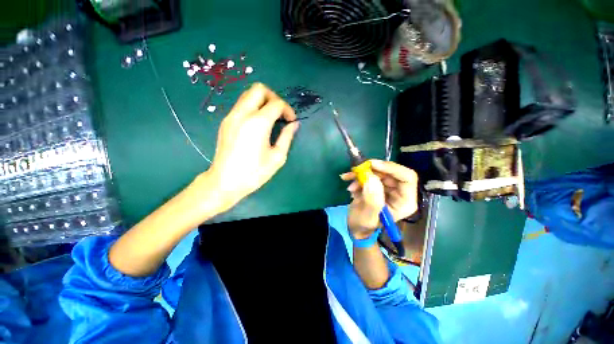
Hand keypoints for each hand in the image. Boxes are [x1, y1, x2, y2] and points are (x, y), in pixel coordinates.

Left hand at [204, 83, 298, 212]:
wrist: (225, 182)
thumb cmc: (254, 172)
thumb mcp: (277, 157)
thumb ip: (287, 137)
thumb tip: (294, 124)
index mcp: (258, 123)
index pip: (277, 103)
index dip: (288, 109)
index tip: (291, 121)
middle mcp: (242, 114)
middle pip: (259, 89)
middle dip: (274, 97)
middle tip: (280, 114)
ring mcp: (231, 116)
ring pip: (248, 95)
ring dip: (263, 102)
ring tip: (271, 118)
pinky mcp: (226, 121)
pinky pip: (242, 105)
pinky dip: (253, 108)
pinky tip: (258, 125)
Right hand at [341, 160, 417, 239]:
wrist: (356, 227)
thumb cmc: (364, 226)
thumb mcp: (367, 216)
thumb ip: (372, 199)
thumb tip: (371, 178)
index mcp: (405, 202)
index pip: (407, 177)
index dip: (391, 168)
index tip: (372, 165)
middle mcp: (400, 192)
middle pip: (390, 172)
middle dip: (371, 170)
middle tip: (355, 171)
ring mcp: (388, 188)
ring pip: (378, 171)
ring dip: (362, 173)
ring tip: (348, 179)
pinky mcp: (378, 185)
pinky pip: (370, 174)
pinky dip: (358, 176)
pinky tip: (349, 182)